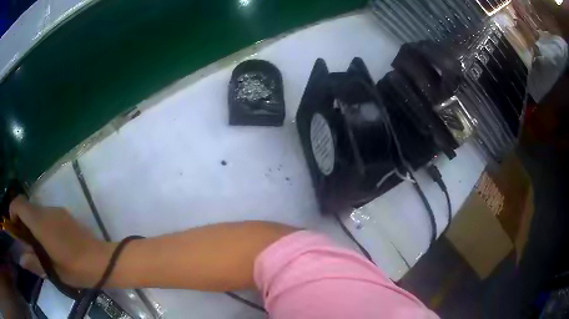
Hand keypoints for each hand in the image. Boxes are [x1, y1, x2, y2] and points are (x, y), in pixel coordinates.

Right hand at [9, 196, 114, 287]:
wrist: (103, 260)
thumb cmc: (76, 269)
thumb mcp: (52, 271)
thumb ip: (33, 263)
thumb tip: (21, 259)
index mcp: (40, 222)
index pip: (19, 203)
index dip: (13, 210)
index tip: (14, 227)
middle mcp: (47, 210)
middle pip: (26, 206)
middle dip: (21, 219)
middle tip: (23, 240)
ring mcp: (57, 210)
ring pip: (36, 210)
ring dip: (30, 222)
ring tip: (35, 245)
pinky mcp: (64, 214)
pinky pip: (46, 214)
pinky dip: (40, 223)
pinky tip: (47, 242)